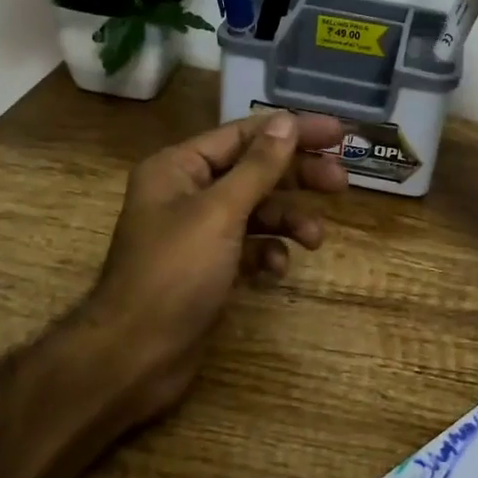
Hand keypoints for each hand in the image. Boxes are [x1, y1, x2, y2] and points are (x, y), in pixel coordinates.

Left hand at [79, 109, 346, 424]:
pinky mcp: (209, 268)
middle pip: (253, 171)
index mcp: (179, 167)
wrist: (136, 356)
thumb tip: (287, 121)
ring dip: (287, 220)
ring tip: (315, 239)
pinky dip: (267, 254)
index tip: (338, 133)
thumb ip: (258, 167)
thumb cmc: (175, 274)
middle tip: (341, 182)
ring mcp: (198, 233)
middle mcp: (187, 193)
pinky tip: (277, 271)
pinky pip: (248, 248)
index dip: (292, 131)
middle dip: (296, 177)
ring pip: (255, 212)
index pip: (244, 135)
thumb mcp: (220, 213)